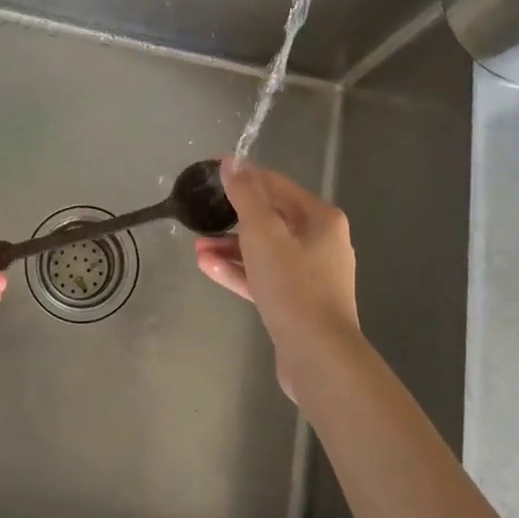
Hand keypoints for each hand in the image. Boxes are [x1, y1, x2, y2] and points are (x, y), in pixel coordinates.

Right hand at [194, 158, 360, 400]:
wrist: (318, 356)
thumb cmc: (292, 285)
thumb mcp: (262, 232)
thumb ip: (246, 194)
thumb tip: (232, 161)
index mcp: (321, 218)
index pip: (277, 185)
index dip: (244, 178)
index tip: (212, 176)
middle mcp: (321, 242)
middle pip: (271, 219)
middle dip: (233, 218)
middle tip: (202, 216)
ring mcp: (311, 275)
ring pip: (265, 251)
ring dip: (231, 247)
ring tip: (197, 246)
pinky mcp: (298, 303)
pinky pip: (265, 277)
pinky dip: (240, 271)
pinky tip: (208, 267)